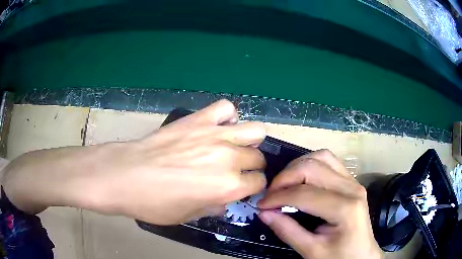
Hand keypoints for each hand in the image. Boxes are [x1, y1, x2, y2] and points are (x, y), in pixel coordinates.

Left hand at [2, 99, 266, 224]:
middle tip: (244, 173)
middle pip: (253, 154)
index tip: (252, 191)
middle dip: (253, 165)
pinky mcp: (184, 116)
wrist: (103, 173)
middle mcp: (214, 152)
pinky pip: (219, 108)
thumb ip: (212, 201)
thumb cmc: (142, 204)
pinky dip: (225, 115)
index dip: (256, 186)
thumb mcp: (183, 216)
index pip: (255, 179)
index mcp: (215, 182)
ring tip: (238, 147)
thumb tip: (231, 193)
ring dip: (247, 138)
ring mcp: (199, 129)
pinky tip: (219, 124)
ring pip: (244, 126)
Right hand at [257, 150, 382, 258]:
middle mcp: (351, 188)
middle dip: (285, 178)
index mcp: (345, 208)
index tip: (260, 205)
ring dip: (298, 167)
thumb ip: (287, 231)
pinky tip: (302, 180)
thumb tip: (263, 213)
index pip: (305, 194)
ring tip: (285, 184)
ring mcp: (353, 181)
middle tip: (271, 194)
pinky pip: (329, 161)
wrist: (362, 255)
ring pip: (322, 157)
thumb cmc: (339, 257)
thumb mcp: (312, 251)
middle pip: (313, 167)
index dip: (278, 197)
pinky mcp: (351, 181)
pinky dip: (311, 165)